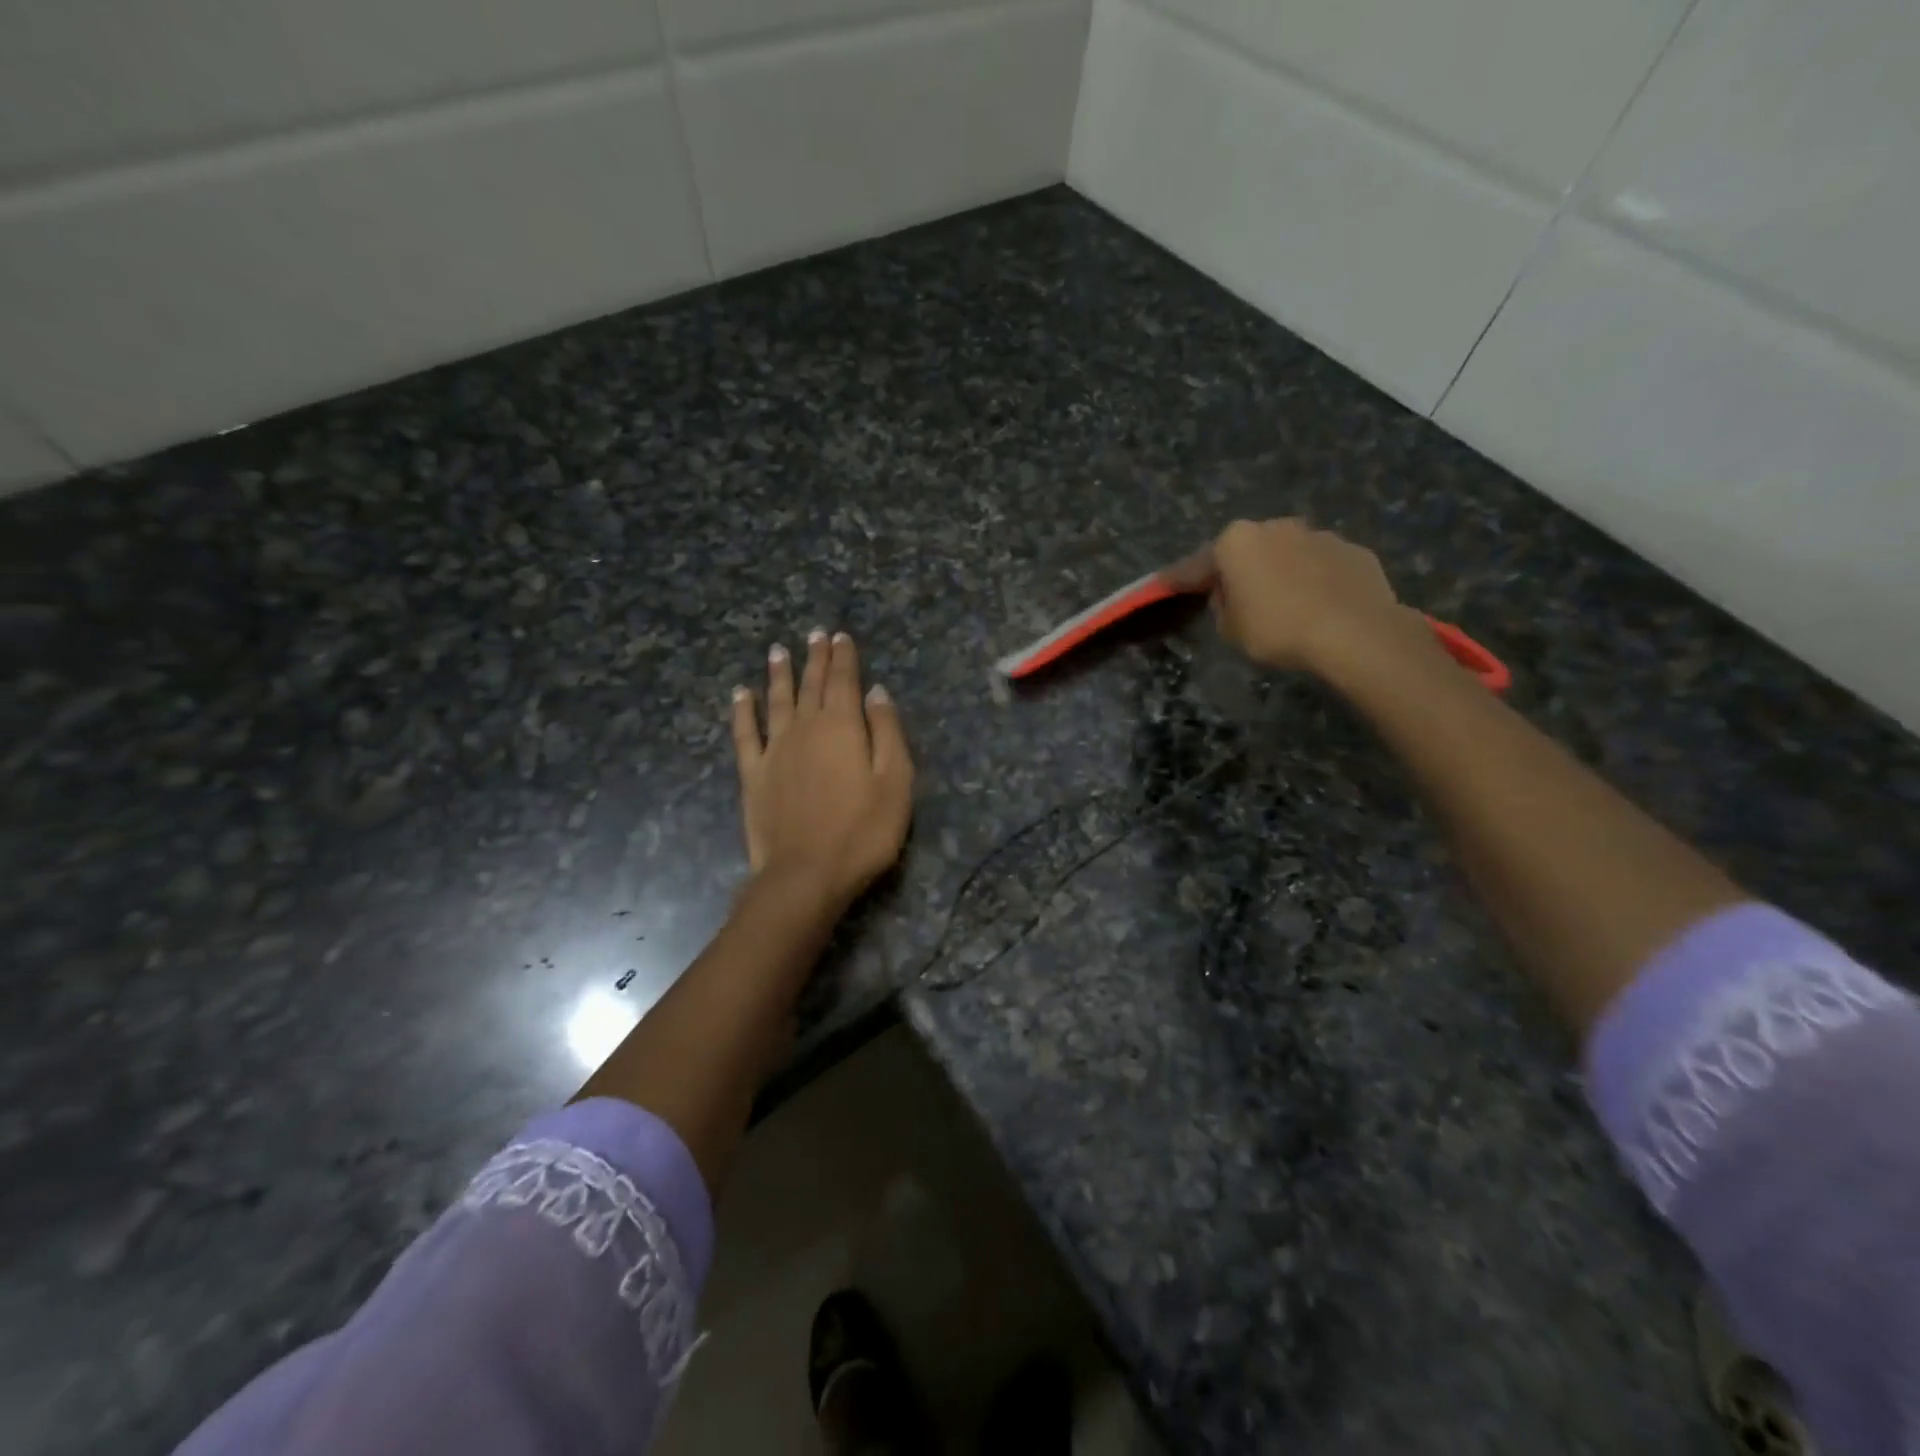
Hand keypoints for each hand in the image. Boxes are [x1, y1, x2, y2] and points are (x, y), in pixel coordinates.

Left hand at [730, 630, 914, 913]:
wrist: (806, 874)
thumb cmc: (862, 832)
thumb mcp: (895, 783)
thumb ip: (887, 733)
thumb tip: (877, 692)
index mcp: (843, 727)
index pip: (844, 681)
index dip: (844, 657)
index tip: (841, 636)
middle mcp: (805, 728)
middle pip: (811, 685)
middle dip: (815, 658)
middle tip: (815, 634)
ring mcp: (775, 750)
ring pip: (777, 700)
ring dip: (779, 674)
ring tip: (778, 650)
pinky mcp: (753, 774)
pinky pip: (745, 733)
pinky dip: (743, 710)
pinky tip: (742, 693)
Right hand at [1162, 518, 1432, 675]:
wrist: (1355, 632)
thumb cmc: (1278, 629)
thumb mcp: (1231, 629)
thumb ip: (1223, 607)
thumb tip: (1232, 596)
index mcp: (1236, 542)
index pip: (1196, 565)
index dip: (1179, 579)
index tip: (1163, 584)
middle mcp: (1275, 527)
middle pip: (1247, 551)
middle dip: (1239, 571)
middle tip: (1235, 600)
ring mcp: (1319, 535)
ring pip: (1288, 555)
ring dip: (1280, 573)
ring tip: (1285, 606)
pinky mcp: (1354, 551)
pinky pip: (1322, 567)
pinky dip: (1315, 581)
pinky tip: (1320, 607)